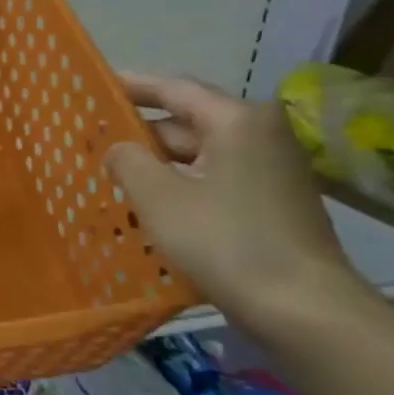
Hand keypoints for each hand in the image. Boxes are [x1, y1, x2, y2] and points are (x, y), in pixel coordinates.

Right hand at [106, 73, 359, 331]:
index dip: (130, 86)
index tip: (93, 86)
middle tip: (90, 144)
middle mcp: (260, 136)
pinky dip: (179, 188)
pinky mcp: (270, 204)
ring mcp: (270, 172)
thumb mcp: (158, 197)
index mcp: (238, 121)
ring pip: (197, 158)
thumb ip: (127, 161)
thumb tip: (119, 149)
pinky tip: (146, 209)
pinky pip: (212, 182)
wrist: (302, 309)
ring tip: (109, 179)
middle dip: (138, 136)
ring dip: (156, 167)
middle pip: (186, 124)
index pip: (174, 89)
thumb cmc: (225, 240)